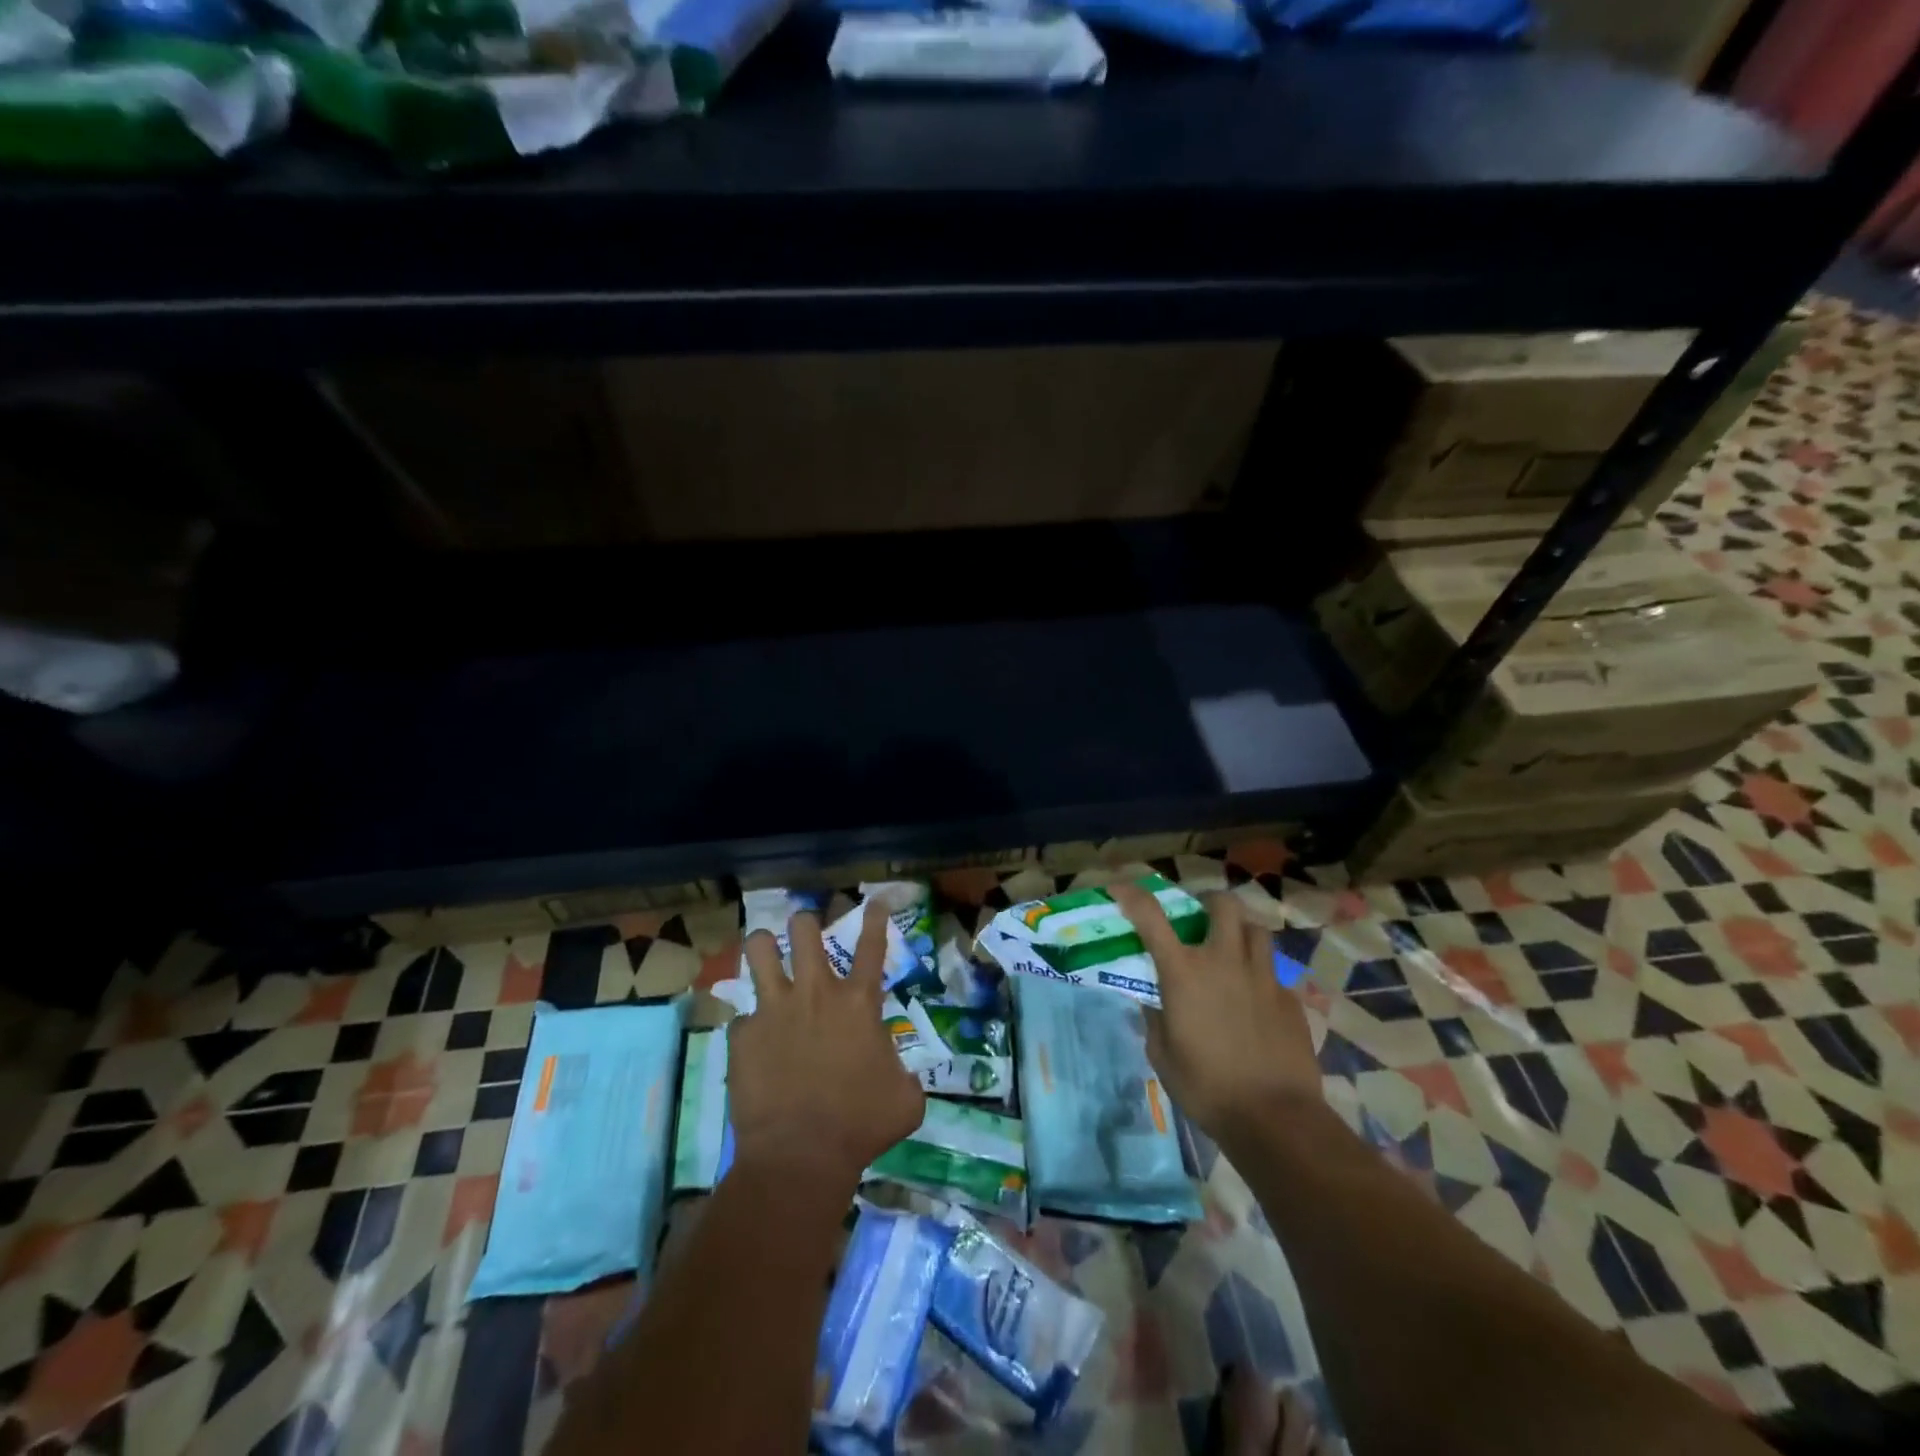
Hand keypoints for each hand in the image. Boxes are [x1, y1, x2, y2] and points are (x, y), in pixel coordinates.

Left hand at [729, 902, 926, 1188]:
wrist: (800, 1156)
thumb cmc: (861, 1125)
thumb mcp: (904, 1099)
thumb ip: (903, 1074)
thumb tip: (898, 1075)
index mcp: (858, 1002)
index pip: (871, 945)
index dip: (874, 917)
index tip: (872, 899)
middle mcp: (815, 993)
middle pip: (804, 929)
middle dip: (805, 922)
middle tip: (806, 931)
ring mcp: (774, 1009)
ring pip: (760, 950)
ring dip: (764, 948)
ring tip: (766, 953)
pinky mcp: (743, 1036)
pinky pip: (742, 1018)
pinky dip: (751, 1027)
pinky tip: (754, 1045)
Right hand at [1111, 883, 1320, 1151]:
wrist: (1275, 1118)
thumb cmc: (1206, 1088)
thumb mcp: (1162, 1054)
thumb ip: (1155, 1018)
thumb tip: (1155, 1001)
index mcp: (1184, 972)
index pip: (1151, 916)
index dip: (1132, 894)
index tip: (1119, 887)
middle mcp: (1224, 961)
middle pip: (1222, 904)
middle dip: (1209, 902)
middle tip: (1201, 918)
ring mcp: (1263, 977)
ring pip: (1256, 929)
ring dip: (1240, 931)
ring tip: (1232, 950)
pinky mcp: (1290, 999)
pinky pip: (1273, 972)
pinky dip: (1260, 975)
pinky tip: (1256, 1002)